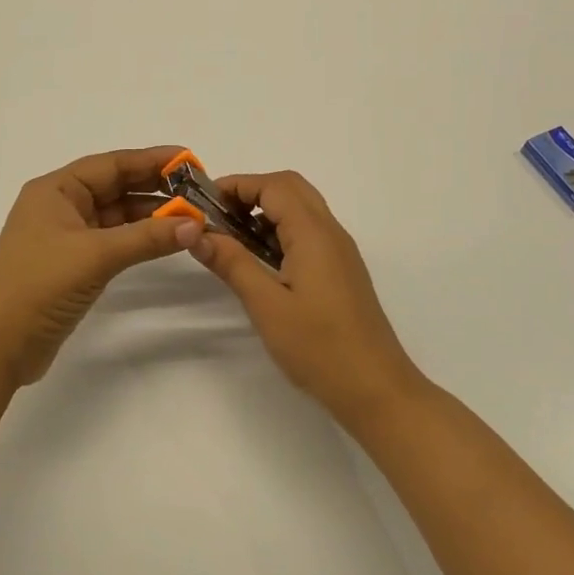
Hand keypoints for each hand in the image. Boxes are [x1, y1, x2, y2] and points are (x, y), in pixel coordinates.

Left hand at [0, 147, 202, 386]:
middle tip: (198, 189)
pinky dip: (138, 238)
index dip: (151, 160)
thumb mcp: (96, 255)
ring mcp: (66, 236)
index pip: (111, 164)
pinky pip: (112, 239)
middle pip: (115, 187)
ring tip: (191, 216)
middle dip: (155, 187)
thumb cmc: (40, 286)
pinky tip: (165, 239)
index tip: (189, 161)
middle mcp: (60, 206)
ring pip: (116, 215)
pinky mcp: (72, 264)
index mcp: (56, 190)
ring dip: (150, 215)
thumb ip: (147, 237)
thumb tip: (195, 224)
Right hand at [186, 171, 426, 427]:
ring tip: (231, 239)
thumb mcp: (267, 305)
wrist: (376, 389)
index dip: (237, 185)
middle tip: (217, 217)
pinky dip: (280, 232)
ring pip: (300, 210)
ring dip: (265, 212)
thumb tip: (197, 233)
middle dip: (251, 193)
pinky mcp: (341, 271)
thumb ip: (232, 263)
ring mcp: (339, 252)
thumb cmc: (319, 347)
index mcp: (314, 233)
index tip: (203, 202)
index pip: (274, 185)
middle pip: (290, 189)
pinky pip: (308, 233)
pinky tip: (260, 262)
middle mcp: (331, 232)